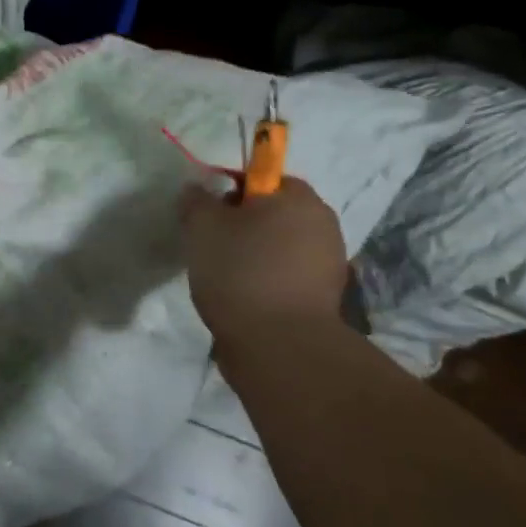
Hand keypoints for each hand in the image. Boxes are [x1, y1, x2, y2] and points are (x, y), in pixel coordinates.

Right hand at [178, 178, 348, 352]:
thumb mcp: (202, 227)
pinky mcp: (325, 300)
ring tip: (225, 278)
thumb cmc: (241, 273)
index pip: (262, 178)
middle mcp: (323, 225)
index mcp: (300, 198)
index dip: (231, 192)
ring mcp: (329, 265)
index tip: (210, 216)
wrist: (280, 348)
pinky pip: (288, 277)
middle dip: (243, 225)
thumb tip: (197, 190)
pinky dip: (267, 282)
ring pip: (280, 247)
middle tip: (213, 246)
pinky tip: (244, 300)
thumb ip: (196, 200)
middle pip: (273, 213)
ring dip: (255, 255)